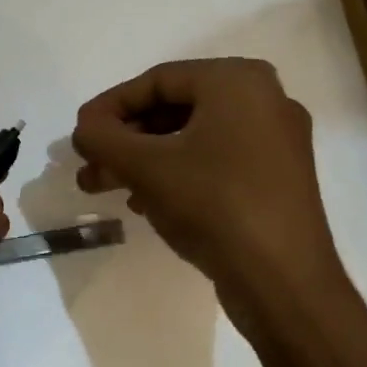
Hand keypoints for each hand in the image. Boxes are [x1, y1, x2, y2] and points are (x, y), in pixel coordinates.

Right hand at [72, 58, 343, 314]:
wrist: (286, 286)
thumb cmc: (214, 206)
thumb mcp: (145, 166)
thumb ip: (102, 137)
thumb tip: (84, 128)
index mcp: (238, 81)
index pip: (156, 81)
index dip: (109, 106)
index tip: (80, 134)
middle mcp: (264, 99)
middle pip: (173, 109)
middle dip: (124, 139)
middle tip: (89, 163)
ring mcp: (276, 141)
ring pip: (191, 138)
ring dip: (143, 159)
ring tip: (102, 186)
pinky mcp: (278, 179)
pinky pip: (214, 160)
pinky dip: (175, 173)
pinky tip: (142, 202)